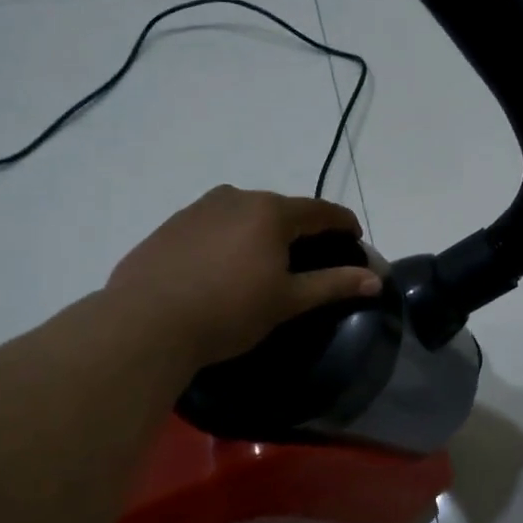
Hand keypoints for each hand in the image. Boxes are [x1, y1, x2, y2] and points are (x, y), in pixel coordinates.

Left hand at [105, 187, 381, 367]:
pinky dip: (228, 238)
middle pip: (280, 208)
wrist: (145, 324)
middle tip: (311, 253)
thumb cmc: (228, 311)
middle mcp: (235, 198)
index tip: (354, 236)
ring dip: (261, 230)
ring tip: (264, 260)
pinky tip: (221, 266)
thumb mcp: (287, 301)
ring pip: (243, 213)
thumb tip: (376, 279)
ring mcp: (198, 208)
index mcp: (270, 212)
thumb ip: (333, 284)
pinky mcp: (170, 225)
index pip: (319, 210)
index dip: (342, 222)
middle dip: (300, 227)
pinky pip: (213, 225)